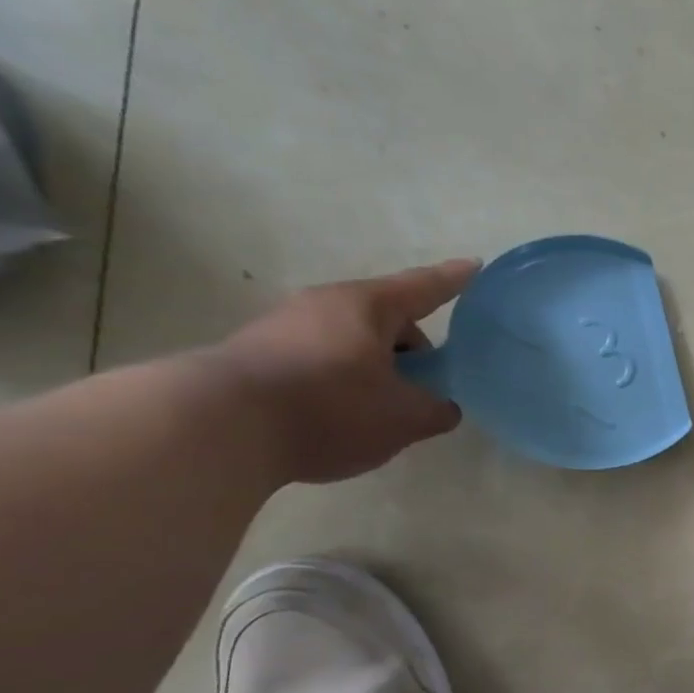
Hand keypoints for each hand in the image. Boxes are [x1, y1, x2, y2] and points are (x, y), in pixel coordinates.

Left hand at [209, 260, 478, 484]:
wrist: (219, 426)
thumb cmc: (330, 408)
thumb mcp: (403, 418)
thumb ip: (435, 410)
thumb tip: (443, 407)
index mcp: (366, 307)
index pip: (423, 288)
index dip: (453, 280)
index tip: (474, 266)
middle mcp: (324, 305)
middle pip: (385, 320)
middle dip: (412, 349)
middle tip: (427, 386)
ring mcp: (284, 327)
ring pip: (351, 342)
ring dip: (376, 368)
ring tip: (384, 409)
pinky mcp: (257, 354)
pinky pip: (321, 360)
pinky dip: (343, 381)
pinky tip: (342, 417)